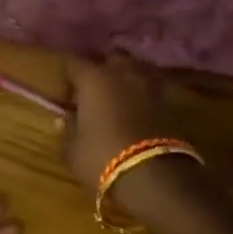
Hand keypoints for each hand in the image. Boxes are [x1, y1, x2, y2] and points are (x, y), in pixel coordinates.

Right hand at [61, 56, 189, 212]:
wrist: (152, 174)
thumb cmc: (101, 157)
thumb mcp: (73, 149)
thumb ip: (67, 130)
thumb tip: (64, 118)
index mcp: (93, 78)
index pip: (74, 63)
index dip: (68, 73)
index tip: (64, 87)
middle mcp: (122, 73)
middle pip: (111, 59)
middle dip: (102, 70)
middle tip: (93, 89)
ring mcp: (149, 85)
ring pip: (135, 70)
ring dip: (126, 79)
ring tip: (117, 97)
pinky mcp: (168, 102)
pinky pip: (150, 90)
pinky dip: (142, 96)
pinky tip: (135, 110)